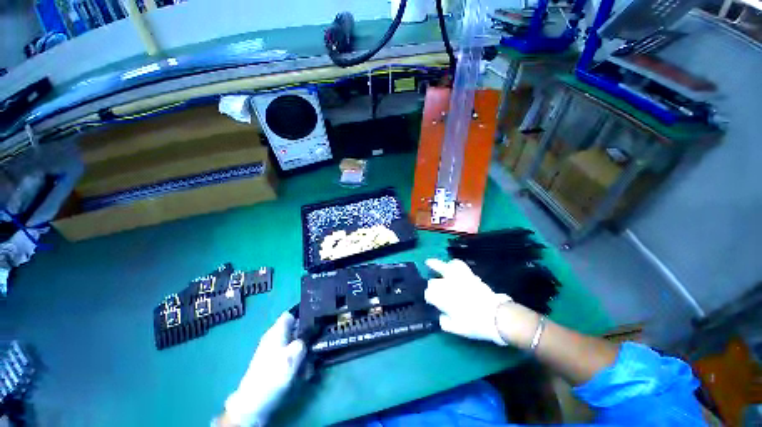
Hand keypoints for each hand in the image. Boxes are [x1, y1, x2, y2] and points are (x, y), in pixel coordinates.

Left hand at [222, 311, 305, 426]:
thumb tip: (310, 334)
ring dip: (303, 355)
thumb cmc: (273, 374)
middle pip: (294, 331)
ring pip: (294, 346)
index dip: (303, 315)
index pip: (291, 314)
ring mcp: (272, 352)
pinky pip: (289, 359)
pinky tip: (302, 375)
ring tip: (309, 367)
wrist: (253, 404)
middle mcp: (274, 338)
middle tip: (316, 347)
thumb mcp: (294, 354)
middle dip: (306, 339)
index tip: (316, 321)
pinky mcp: (273, 365)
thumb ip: (304, 340)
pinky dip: (297, 364)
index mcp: (276, 331)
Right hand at [424, 258, 511, 345]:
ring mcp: (458, 279)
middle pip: (433, 283)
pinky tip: (451, 264)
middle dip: (431, 286)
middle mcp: (447, 287)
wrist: (496, 316)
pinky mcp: (468, 275)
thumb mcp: (458, 329)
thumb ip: (445, 322)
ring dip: (436, 266)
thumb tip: (442, 317)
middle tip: (432, 288)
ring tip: (431, 263)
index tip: (431, 302)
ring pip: (443, 268)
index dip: (429, 298)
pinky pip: (459, 265)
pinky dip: (453, 264)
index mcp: (443, 300)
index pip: (429, 295)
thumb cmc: (475, 324)